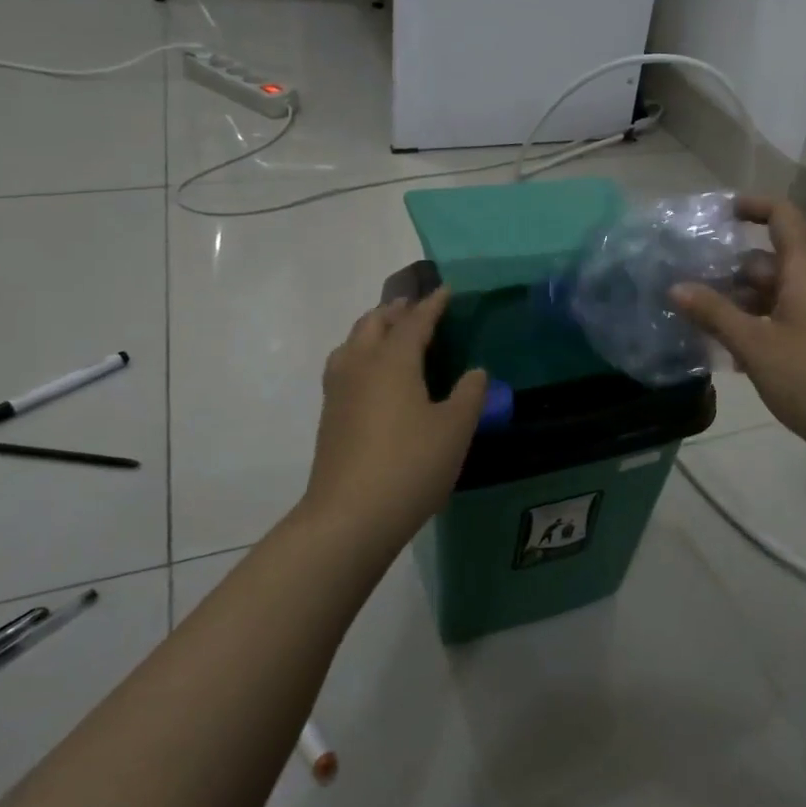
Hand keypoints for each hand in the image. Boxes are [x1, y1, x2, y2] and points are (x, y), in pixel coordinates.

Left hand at [299, 288, 488, 547]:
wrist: (349, 516)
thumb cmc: (410, 465)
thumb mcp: (454, 430)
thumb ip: (469, 395)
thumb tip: (476, 372)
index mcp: (393, 360)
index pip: (415, 321)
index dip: (433, 305)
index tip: (446, 290)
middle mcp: (361, 365)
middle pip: (374, 324)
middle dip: (396, 310)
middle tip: (415, 306)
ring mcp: (339, 391)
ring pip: (352, 343)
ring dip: (372, 329)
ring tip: (388, 332)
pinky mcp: (329, 416)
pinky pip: (343, 366)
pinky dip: (359, 354)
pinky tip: (370, 375)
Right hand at [672, 197, 805, 467]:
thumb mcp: (754, 346)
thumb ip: (713, 313)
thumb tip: (676, 287)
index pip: (783, 217)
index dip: (753, 206)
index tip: (718, 214)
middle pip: (773, 261)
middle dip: (732, 272)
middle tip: (691, 289)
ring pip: (780, 294)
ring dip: (744, 304)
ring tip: (705, 326)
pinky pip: (792, 318)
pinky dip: (763, 325)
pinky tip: (737, 356)